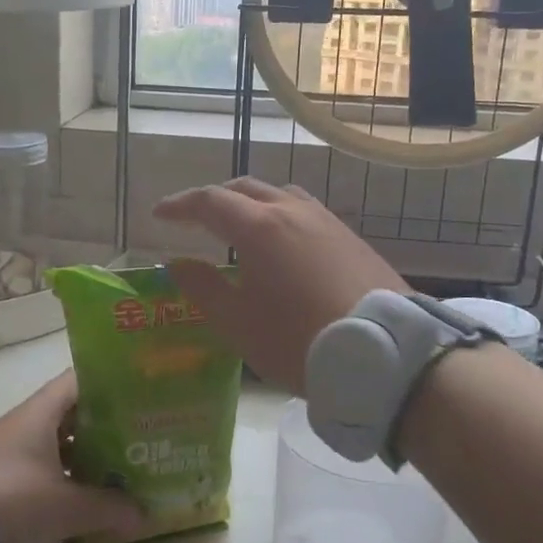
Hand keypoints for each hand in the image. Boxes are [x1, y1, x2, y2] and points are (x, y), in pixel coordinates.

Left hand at [0, 371, 143, 542]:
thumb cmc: (11, 503)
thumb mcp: (66, 509)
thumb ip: (108, 507)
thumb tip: (144, 512)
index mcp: (39, 414)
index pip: (79, 380)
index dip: (109, 381)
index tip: (139, 392)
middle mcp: (22, 424)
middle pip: (71, 413)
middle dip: (104, 424)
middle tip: (139, 435)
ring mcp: (6, 451)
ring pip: (55, 442)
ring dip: (83, 453)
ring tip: (119, 467)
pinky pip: (39, 466)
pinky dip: (62, 474)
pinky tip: (82, 495)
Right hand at [153, 177, 407, 392]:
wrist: (383, 352)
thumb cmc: (297, 339)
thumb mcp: (238, 322)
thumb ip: (203, 288)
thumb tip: (176, 263)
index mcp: (259, 227)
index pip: (209, 201)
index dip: (180, 206)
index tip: (160, 214)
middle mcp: (292, 211)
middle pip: (246, 189)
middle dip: (215, 199)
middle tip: (196, 219)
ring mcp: (327, 222)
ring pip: (280, 195)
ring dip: (252, 203)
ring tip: (241, 227)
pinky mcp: (351, 239)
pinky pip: (306, 212)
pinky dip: (281, 216)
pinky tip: (285, 245)